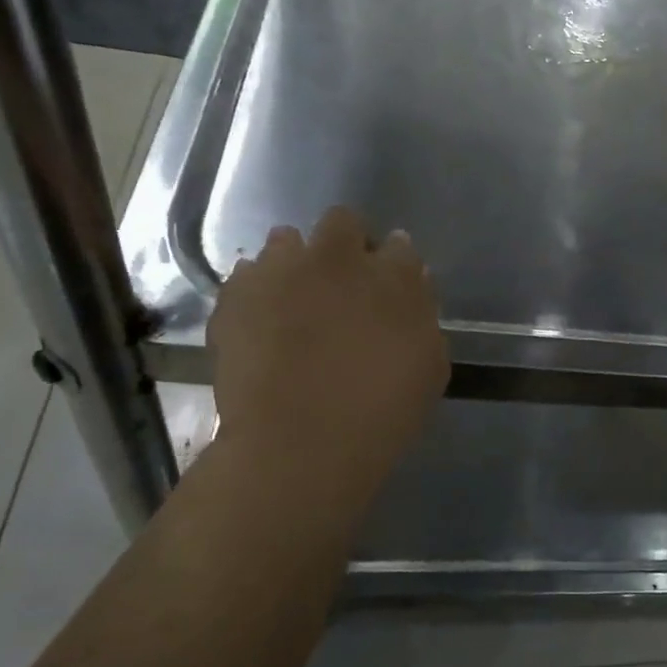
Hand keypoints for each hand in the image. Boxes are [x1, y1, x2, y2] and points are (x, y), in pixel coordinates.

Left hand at [209, 208, 449, 480]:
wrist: (298, 444)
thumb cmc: (381, 412)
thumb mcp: (429, 368)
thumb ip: (421, 318)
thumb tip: (412, 287)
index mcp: (393, 276)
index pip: (400, 246)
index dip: (394, 264)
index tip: (390, 286)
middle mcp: (338, 259)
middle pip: (343, 222)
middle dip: (345, 243)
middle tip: (343, 285)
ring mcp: (283, 272)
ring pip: (286, 240)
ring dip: (295, 262)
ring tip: (294, 301)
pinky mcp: (237, 295)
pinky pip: (247, 276)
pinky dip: (257, 292)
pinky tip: (261, 323)